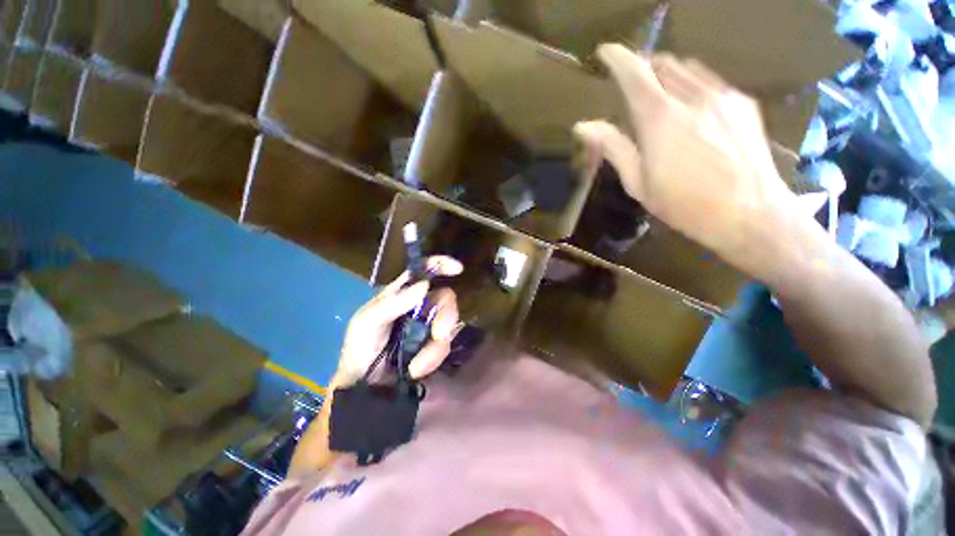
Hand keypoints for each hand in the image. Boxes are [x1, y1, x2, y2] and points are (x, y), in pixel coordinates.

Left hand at [335, 256, 462, 385]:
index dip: (441, 264)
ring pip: (448, 324)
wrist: (363, 386)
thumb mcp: (368, 322)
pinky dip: (433, 358)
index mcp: (401, 293)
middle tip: (439, 335)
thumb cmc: (359, 348)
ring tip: (417, 365)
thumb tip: (425, 284)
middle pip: (445, 298)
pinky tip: (416, 369)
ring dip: (436, 347)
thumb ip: (393, 303)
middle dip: (446, 317)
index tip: (458, 269)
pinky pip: (444, 346)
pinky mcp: (432, 345)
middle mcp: (418, 305)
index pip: (423, 270)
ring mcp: (427, 325)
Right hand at [574, 45, 799, 277]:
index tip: (605, 53)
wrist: (749, 212)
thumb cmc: (684, 204)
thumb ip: (614, 148)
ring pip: (688, 67)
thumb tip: (584, 126)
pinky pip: (711, 80)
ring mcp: (722, 96)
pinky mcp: (743, 103)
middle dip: (643, 65)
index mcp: (660, 118)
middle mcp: (692, 96)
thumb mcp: (639, 182)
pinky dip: (692, 83)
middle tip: (631, 79)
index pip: (635, 73)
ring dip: (668, 72)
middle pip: (663, 63)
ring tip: (659, 89)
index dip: (617, 58)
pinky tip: (691, 104)